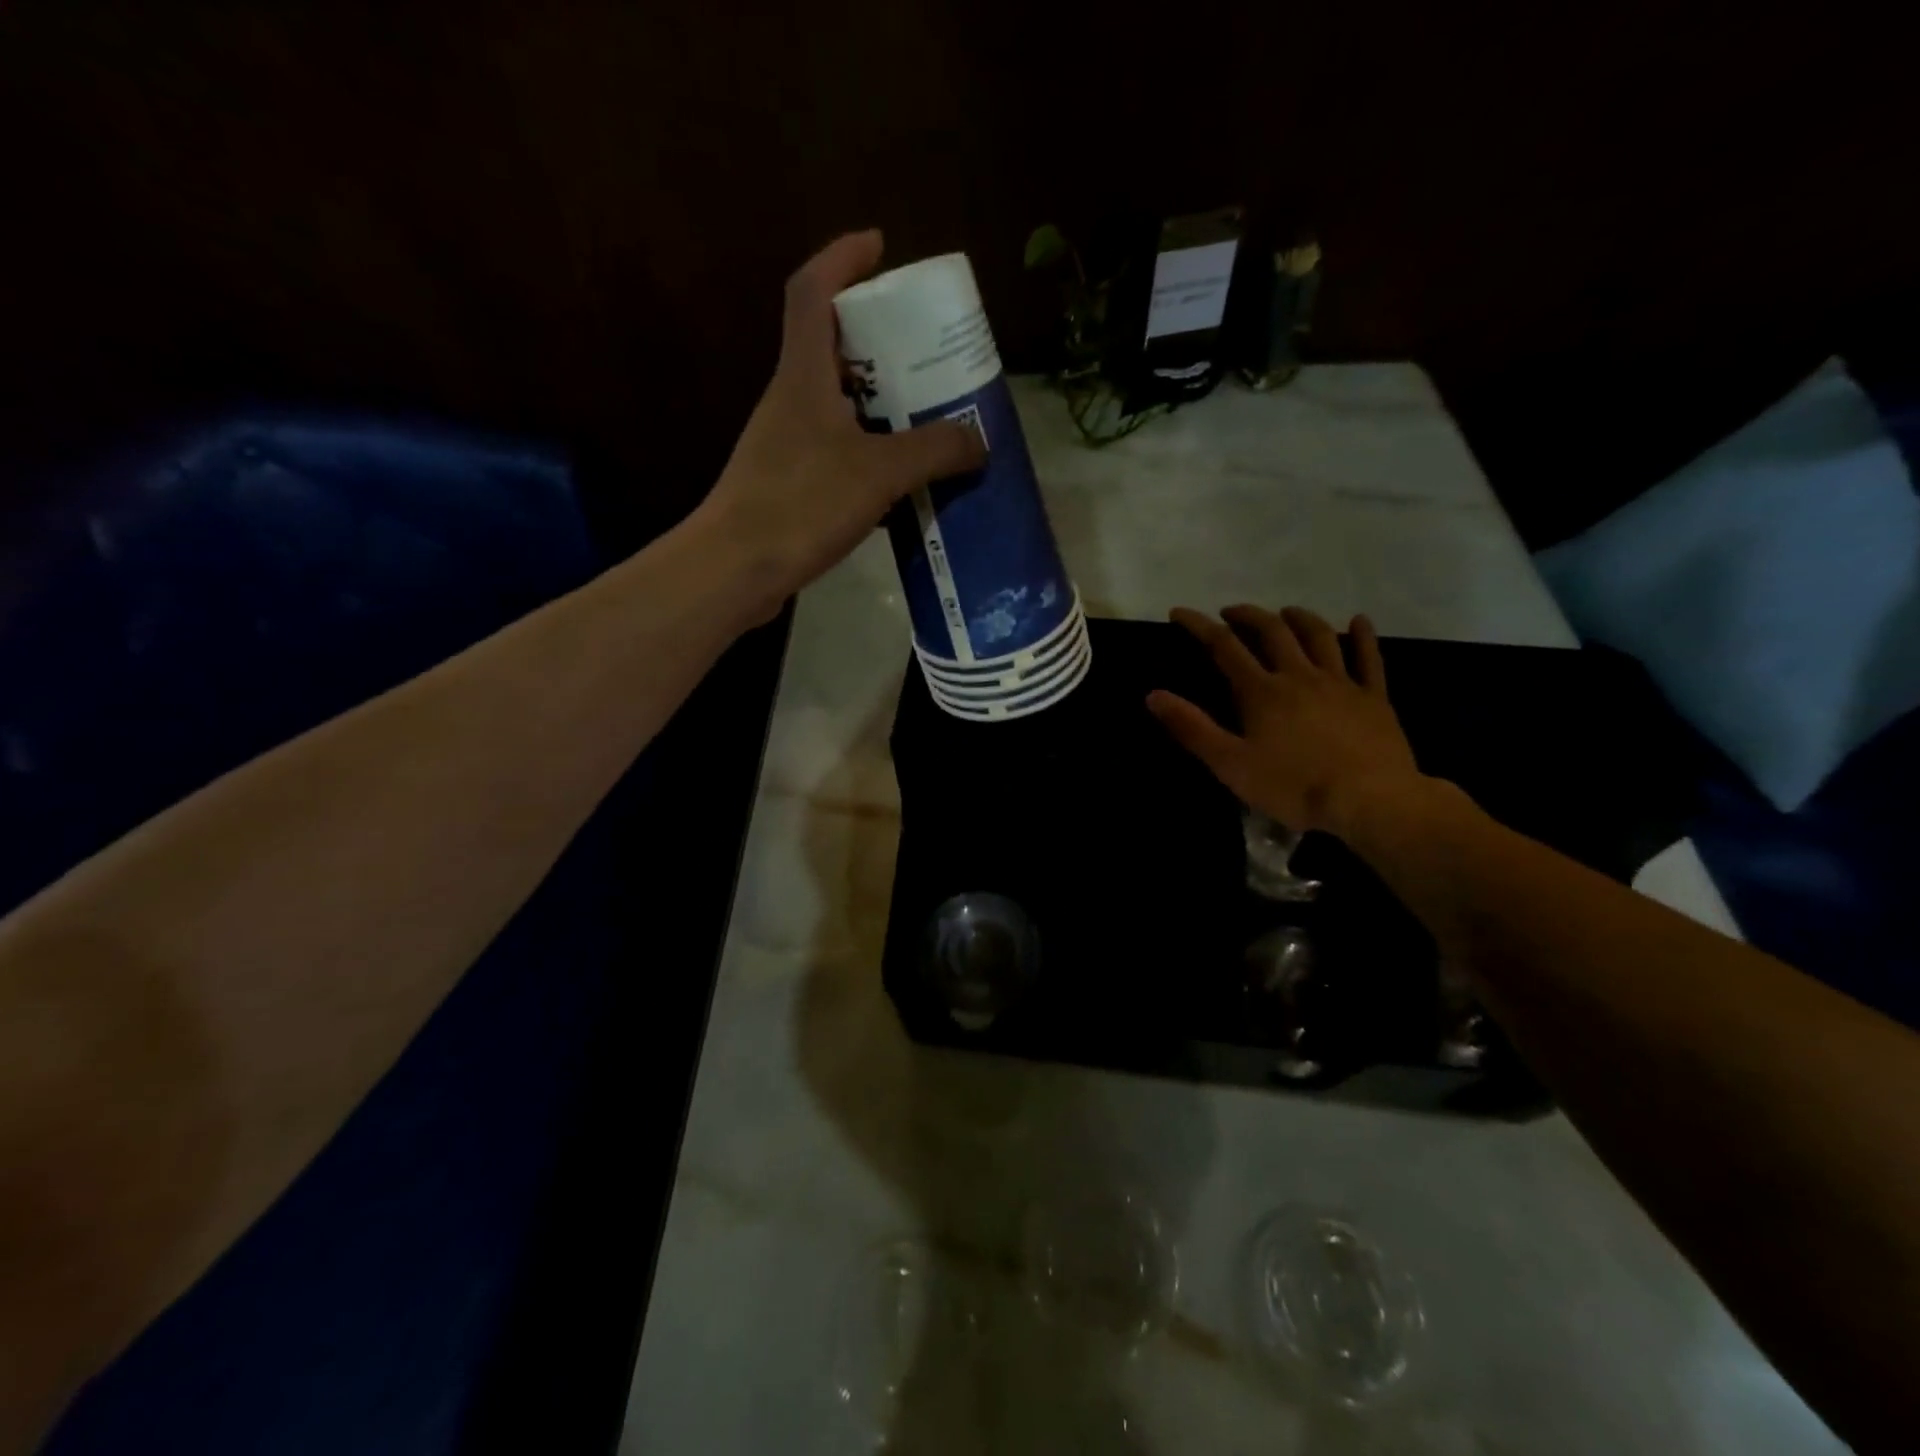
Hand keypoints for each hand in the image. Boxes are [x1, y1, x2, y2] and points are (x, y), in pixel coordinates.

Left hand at [697, 230, 985, 616]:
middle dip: (876, 336)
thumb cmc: (802, 503)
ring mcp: (786, 443)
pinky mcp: (789, 483)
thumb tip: (980, 441)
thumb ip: (935, 451)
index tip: (880, 246)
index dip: (843, 257)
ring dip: (877, 399)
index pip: (813, 290)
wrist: (738, 568)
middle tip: (923, 349)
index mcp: (803, 374)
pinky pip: (837, 448)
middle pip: (830, 345)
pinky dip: (869, 449)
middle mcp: (790, 399)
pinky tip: (900, 476)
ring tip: (925, 413)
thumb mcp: (880, 472)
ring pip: (836, 402)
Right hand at [1148, 604, 1424, 838]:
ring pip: (1319, 636)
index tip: (1179, 612)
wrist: (1370, 801)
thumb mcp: (1230, 764)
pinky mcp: (1373, 698)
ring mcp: (1341, 683)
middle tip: (1231, 612)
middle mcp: (1299, 675)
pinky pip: (1368, 658)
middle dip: (1248, 615)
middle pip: (1272, 632)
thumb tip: (1153, 695)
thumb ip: (1192, 728)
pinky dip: (1363, 636)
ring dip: (1299, 618)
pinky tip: (1360, 620)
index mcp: (1262, 691)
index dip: (1198, 626)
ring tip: (1285, 612)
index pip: (1223, 647)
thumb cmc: (1294, 787)